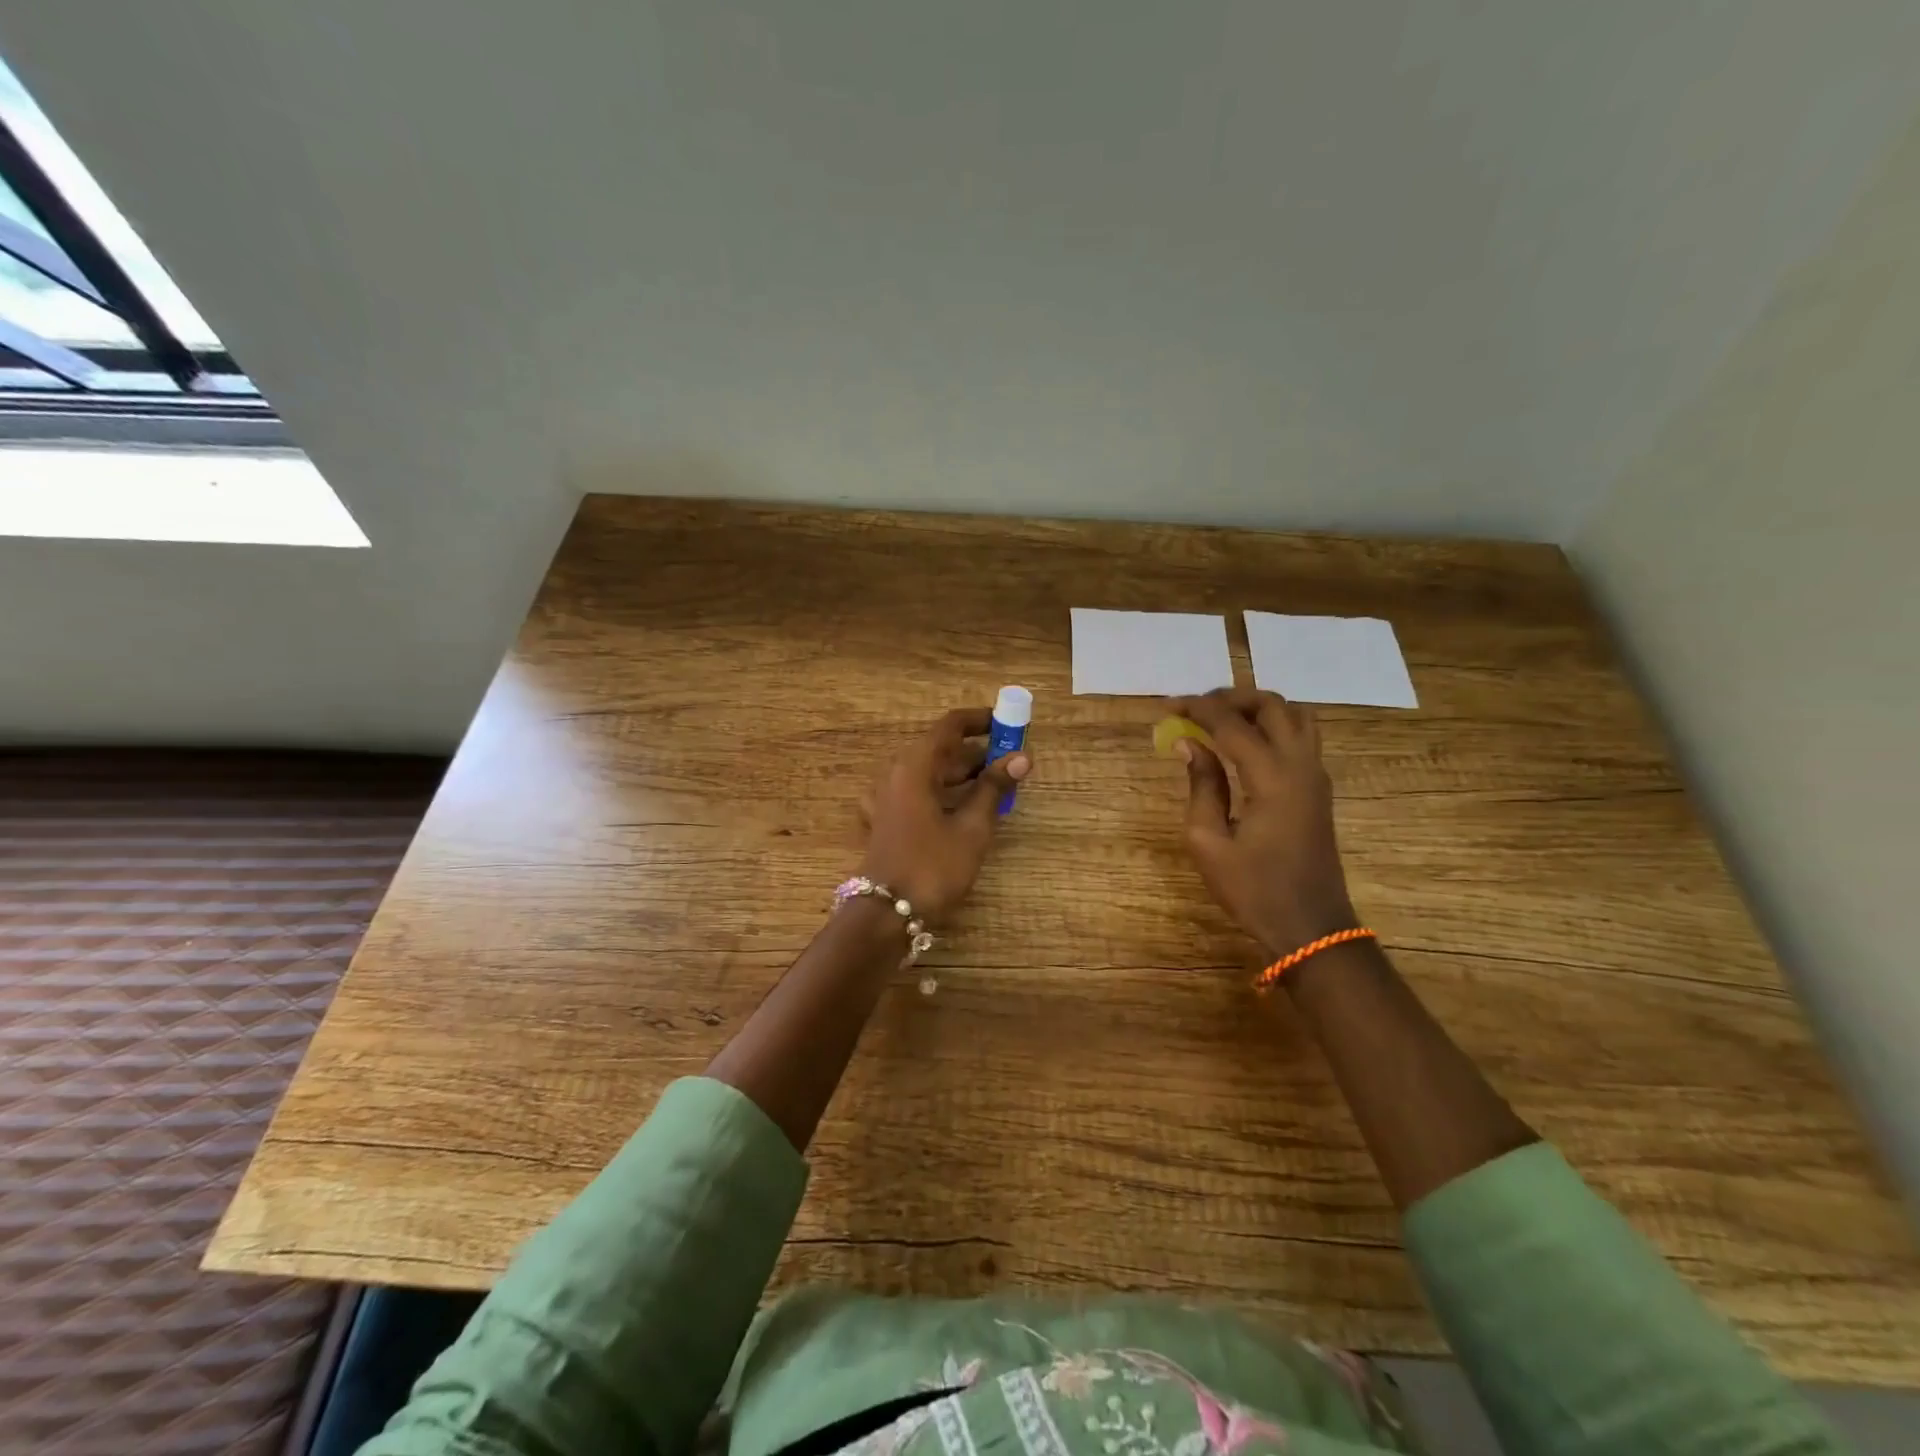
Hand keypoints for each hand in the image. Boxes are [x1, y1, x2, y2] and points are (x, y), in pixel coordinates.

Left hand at [859, 707, 1030, 919]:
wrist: (886, 914)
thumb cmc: (932, 867)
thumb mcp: (971, 828)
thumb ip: (994, 789)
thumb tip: (1021, 758)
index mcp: (915, 766)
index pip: (950, 726)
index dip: (980, 720)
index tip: (1007, 724)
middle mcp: (896, 774)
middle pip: (940, 749)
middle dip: (976, 752)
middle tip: (1010, 762)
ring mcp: (887, 797)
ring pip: (929, 773)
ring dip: (961, 774)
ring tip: (996, 786)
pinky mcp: (886, 820)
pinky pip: (919, 793)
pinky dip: (943, 793)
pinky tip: (961, 809)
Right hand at [1171, 688, 1357, 957]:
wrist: (1310, 927)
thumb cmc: (1252, 889)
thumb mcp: (1208, 842)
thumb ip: (1201, 786)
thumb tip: (1190, 745)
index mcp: (1272, 778)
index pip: (1232, 724)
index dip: (1198, 709)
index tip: (1168, 706)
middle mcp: (1300, 765)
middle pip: (1272, 705)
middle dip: (1231, 698)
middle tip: (1196, 709)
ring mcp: (1316, 775)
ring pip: (1295, 715)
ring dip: (1258, 708)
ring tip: (1222, 721)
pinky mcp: (1319, 788)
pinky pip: (1301, 736)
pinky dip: (1273, 725)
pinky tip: (1246, 744)